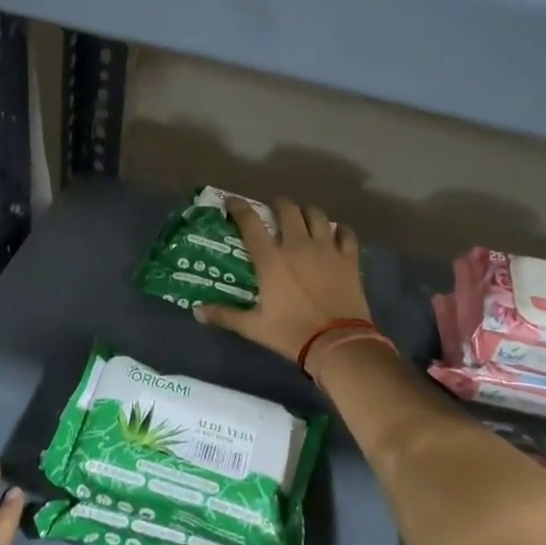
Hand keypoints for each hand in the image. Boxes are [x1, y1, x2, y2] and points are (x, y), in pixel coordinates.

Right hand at [195, 196, 369, 362]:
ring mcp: (326, 249)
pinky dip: (339, 230)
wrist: (338, 343)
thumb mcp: (254, 327)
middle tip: (274, 209)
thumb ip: (225, 315)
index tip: (233, 201)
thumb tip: (197, 310)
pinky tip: (336, 234)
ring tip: (303, 218)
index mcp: (272, 259)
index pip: (251, 223)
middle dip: (279, 204)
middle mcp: (298, 245)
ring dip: (307, 212)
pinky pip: (345, 233)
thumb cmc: (292, 333)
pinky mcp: (349, 258)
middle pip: (288, 209)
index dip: (239, 207)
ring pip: (317, 215)